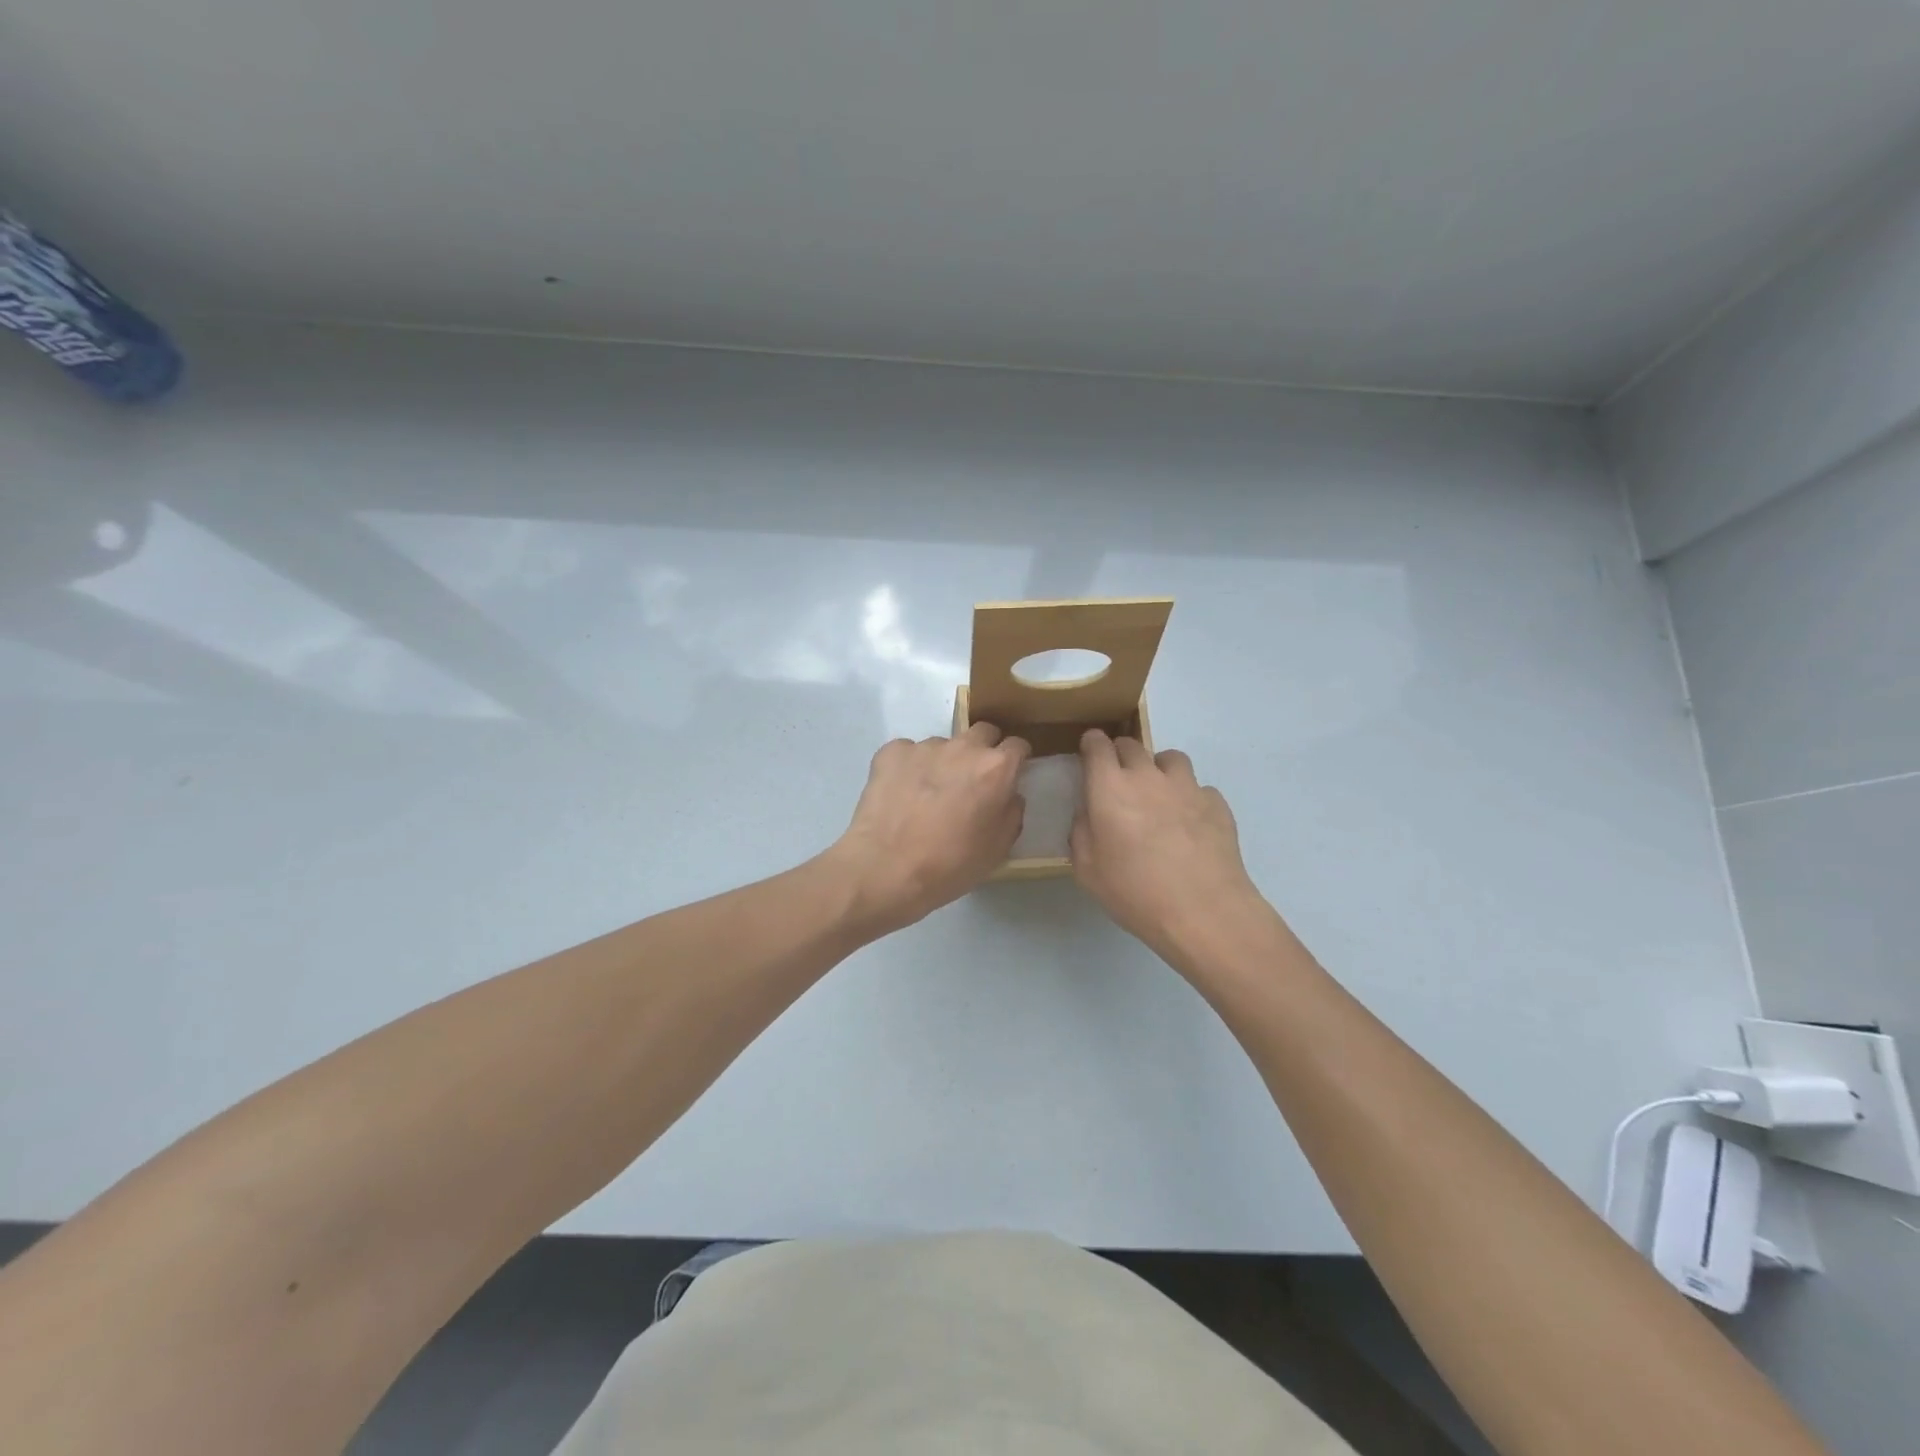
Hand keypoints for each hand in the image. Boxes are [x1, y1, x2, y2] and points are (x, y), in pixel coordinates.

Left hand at [828, 723, 1030, 934]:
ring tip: (928, 794)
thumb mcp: (998, 849)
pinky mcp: (891, 752)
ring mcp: (924, 746)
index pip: (1018, 745)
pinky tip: (901, 794)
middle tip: (972, 781)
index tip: (1009, 776)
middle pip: (982, 733)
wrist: (886, 868)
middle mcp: (963, 747)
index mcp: (996, 768)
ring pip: (943, 745)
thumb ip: (1011, 813)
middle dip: (983, 751)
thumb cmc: (950, 865)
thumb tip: (1008, 795)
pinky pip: (908, 752)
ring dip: (943, 762)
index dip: (1016, 760)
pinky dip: (909, 767)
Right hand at [1070, 730, 1270, 964]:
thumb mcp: (1087, 870)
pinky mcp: (1217, 803)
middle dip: (1120, 755)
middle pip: (1131, 745)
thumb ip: (1080, 832)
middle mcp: (1148, 776)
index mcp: (1110, 787)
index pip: (1097, 745)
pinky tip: (1189, 824)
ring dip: (1158, 769)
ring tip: (1157, 794)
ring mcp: (1187, 786)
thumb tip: (1088, 812)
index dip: (1091, 745)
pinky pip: (1198, 788)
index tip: (1089, 753)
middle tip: (1118, 781)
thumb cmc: (1135, 892)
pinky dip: (1189, 798)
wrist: (1204, 911)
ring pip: (1169, 758)